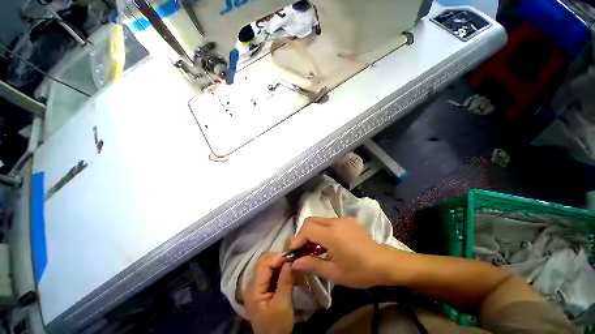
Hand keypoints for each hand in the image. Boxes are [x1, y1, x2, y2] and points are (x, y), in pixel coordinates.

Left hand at [244, 253, 293, 333]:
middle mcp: (253, 283)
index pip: (265, 264)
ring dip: (280, 263)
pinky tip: (289, 272)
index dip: (278, 258)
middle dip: (279, 258)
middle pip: (264, 261)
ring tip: (292, 265)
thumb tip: (290, 260)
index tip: (293, 257)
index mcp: (254, 288)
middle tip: (293, 261)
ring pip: (268, 265)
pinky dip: (280, 269)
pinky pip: (270, 272)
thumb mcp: (283, 305)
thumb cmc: (277, 326)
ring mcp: (257, 285)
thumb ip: (285, 281)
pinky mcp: (262, 288)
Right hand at [290, 217, 396, 287]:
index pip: (307, 228)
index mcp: (333, 234)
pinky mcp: (347, 220)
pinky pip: (329, 221)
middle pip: (311, 221)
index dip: (298, 238)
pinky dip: (322, 230)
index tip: (294, 251)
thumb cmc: (359, 271)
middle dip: (303, 234)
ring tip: (313, 248)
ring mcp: (342, 219)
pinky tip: (326, 243)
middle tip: (302, 249)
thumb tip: (294, 262)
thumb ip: (312, 264)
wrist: (383, 263)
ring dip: (313, 232)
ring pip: (319, 220)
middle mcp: (336, 222)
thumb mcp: (334, 273)